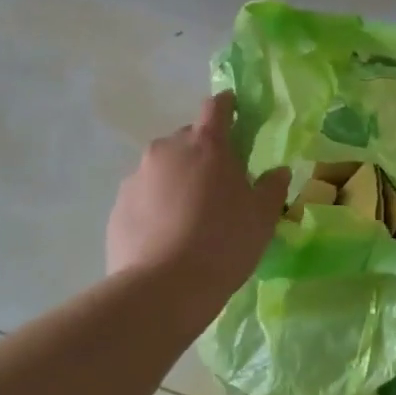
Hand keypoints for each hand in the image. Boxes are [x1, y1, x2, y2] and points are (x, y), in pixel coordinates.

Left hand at [107, 93, 289, 298]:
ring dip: (177, 180)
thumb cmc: (223, 243)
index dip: (227, 106)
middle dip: (203, 153)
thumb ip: (271, 187)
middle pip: (187, 139)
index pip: (216, 108)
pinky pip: (143, 196)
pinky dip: (156, 205)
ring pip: (163, 168)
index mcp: (206, 145)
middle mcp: (167, 150)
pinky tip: (167, 235)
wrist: (163, 288)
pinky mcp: (118, 206)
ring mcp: (137, 177)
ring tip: (190, 216)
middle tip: (218, 184)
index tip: (234, 111)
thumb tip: (278, 171)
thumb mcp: (262, 217)